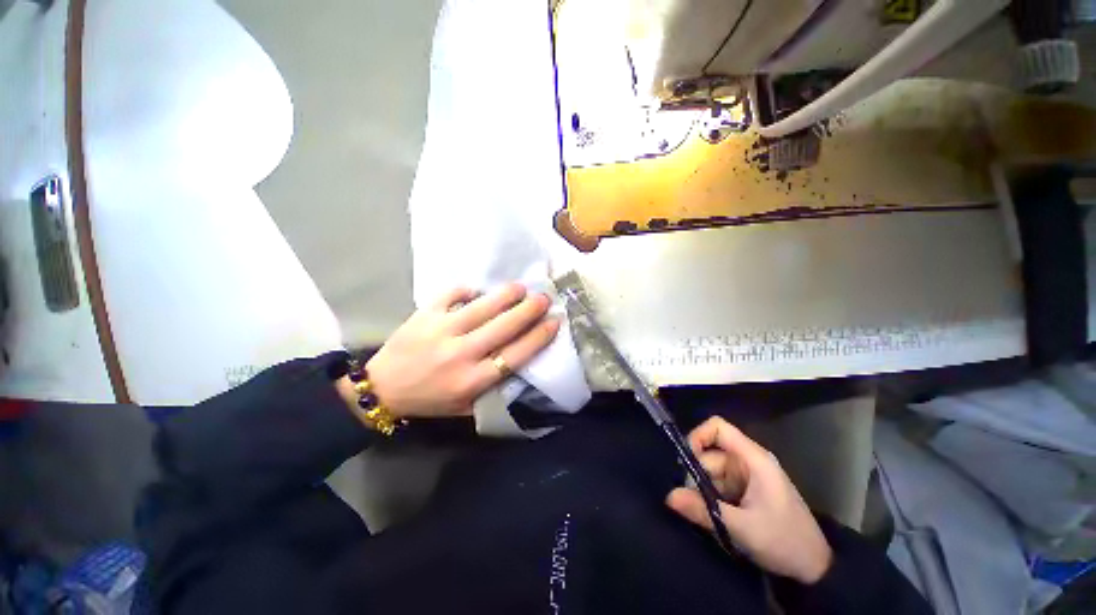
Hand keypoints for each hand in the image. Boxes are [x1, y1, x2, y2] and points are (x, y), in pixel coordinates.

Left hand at [355, 284, 560, 418]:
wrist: (382, 388)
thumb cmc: (430, 399)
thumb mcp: (466, 405)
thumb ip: (493, 386)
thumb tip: (520, 358)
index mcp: (472, 380)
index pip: (515, 355)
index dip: (538, 336)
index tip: (554, 322)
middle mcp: (461, 354)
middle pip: (504, 327)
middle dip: (529, 310)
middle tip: (544, 298)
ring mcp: (441, 330)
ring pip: (482, 307)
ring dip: (506, 295)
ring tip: (521, 287)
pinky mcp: (425, 315)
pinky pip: (452, 294)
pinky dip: (468, 290)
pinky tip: (477, 290)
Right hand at [665, 417, 832, 584]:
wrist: (814, 568)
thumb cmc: (783, 541)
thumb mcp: (741, 528)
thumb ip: (703, 510)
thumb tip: (668, 496)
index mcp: (753, 459)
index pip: (718, 428)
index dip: (697, 436)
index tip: (685, 461)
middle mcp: (748, 461)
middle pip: (710, 452)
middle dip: (698, 474)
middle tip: (693, 502)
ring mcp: (747, 475)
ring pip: (712, 470)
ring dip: (704, 490)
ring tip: (707, 515)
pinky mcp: (746, 489)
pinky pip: (719, 484)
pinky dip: (712, 497)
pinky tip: (716, 516)